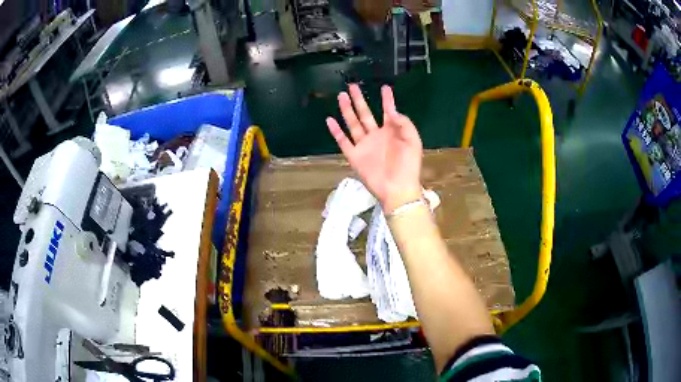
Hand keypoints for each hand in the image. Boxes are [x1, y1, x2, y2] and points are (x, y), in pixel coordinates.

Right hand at [326, 84, 422, 212]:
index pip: (388, 111)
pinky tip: (330, 120)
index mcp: (392, 131)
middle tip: (352, 86)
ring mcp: (364, 145)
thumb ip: (404, 124)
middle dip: (359, 100)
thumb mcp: (413, 141)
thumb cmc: (408, 165)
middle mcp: (376, 135)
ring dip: (347, 110)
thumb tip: (392, 111)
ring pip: (353, 124)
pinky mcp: (354, 156)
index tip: (385, 87)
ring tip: (341, 96)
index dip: (387, 100)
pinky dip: (336, 132)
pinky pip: (343, 142)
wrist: (397, 188)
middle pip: (365, 114)